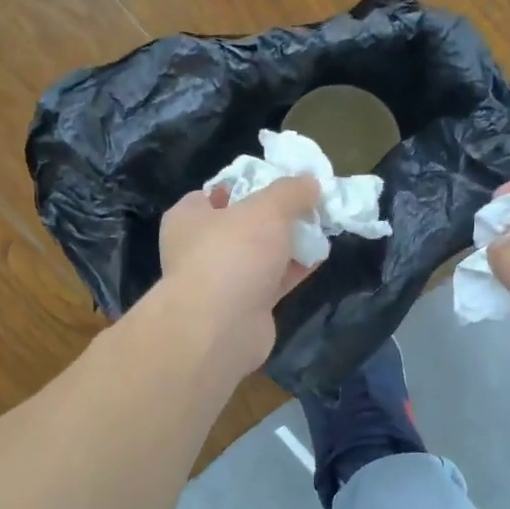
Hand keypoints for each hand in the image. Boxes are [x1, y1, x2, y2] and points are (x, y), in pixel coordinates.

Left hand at [157, 176, 320, 372]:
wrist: (221, 327)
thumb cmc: (233, 253)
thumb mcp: (268, 208)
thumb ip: (291, 191)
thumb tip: (310, 181)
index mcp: (189, 217)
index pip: (216, 192)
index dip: (248, 184)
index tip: (279, 182)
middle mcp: (200, 248)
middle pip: (243, 223)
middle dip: (275, 217)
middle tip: (307, 205)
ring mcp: (221, 280)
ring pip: (260, 254)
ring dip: (288, 244)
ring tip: (320, 229)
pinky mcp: (244, 306)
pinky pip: (272, 280)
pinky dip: (293, 270)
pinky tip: (319, 258)